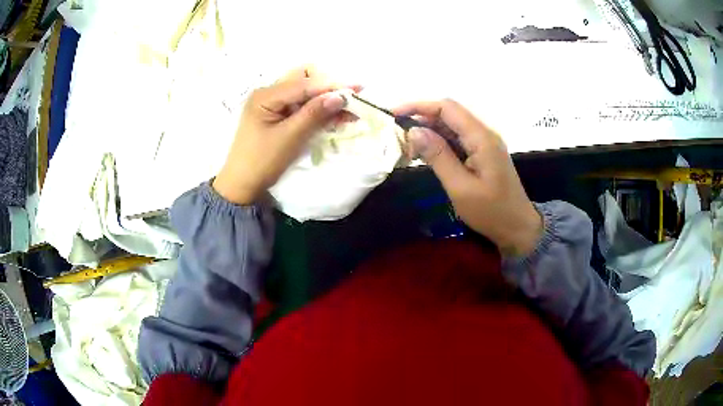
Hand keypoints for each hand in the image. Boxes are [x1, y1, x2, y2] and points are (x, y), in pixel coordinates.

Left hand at [213, 67, 350, 204]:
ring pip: (305, 94)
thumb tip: (340, 97)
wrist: (241, 185)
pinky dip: (317, 111)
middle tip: (351, 101)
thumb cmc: (261, 162)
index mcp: (265, 96)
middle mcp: (268, 93)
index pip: (304, 84)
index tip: (358, 88)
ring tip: (348, 112)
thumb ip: (314, 114)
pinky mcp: (276, 115)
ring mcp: (272, 104)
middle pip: (304, 82)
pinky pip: (300, 107)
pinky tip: (333, 117)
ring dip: (326, 101)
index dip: (332, 85)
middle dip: (329, 90)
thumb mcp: (289, 137)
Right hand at [395, 99, 542, 256]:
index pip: (448, 108)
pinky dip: (440, 143)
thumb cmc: (491, 212)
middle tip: (399, 137)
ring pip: (452, 127)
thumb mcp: (460, 187)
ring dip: (429, 132)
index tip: (395, 115)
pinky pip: (458, 140)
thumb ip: (438, 156)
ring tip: (409, 147)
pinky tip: (426, 154)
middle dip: (422, 119)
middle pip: (449, 114)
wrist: (518, 228)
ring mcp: (485, 144)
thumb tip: (414, 130)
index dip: (419, 106)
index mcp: (481, 138)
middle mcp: (484, 134)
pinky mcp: (483, 154)